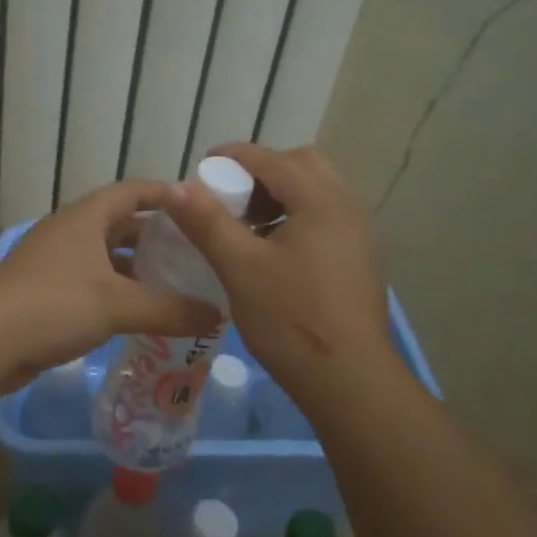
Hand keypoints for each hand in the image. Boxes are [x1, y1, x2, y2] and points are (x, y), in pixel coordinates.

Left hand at [0, 180, 221, 390]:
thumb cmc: (53, 306)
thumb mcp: (118, 305)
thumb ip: (170, 309)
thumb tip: (217, 314)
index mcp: (85, 218)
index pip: (131, 191)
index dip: (164, 193)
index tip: (197, 205)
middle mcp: (68, 232)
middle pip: (118, 223)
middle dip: (154, 236)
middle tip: (192, 251)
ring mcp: (52, 262)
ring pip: (104, 256)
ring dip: (135, 267)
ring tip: (173, 284)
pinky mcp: (43, 291)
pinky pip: (90, 282)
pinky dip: (115, 291)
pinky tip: (136, 313)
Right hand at [160, 144, 397, 400]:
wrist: (349, 380)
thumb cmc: (290, 319)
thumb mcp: (239, 267)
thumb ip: (207, 221)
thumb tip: (175, 186)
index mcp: (320, 200)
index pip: (272, 159)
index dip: (233, 156)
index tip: (202, 166)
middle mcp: (347, 205)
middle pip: (301, 165)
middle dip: (262, 172)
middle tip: (230, 198)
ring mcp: (359, 232)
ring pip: (316, 190)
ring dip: (280, 194)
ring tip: (248, 225)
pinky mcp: (360, 256)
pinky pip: (326, 215)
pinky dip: (297, 215)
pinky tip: (274, 250)